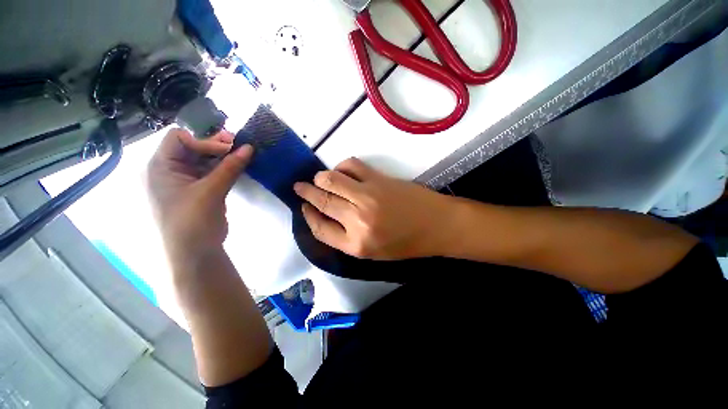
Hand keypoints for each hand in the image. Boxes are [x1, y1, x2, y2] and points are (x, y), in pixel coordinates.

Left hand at [146, 128, 252, 262]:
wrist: (195, 253)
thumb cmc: (193, 221)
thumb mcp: (211, 192)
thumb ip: (230, 167)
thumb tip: (249, 147)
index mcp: (159, 167)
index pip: (178, 139)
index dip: (203, 140)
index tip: (228, 149)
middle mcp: (168, 170)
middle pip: (191, 147)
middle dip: (215, 145)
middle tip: (238, 144)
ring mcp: (184, 181)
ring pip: (203, 160)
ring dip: (222, 156)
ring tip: (242, 153)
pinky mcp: (198, 190)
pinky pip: (210, 172)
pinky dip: (224, 167)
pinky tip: (237, 166)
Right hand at [293, 158, 455, 259]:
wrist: (437, 225)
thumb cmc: (406, 243)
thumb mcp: (373, 252)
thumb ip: (347, 238)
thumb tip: (327, 216)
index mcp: (356, 245)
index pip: (320, 229)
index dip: (308, 216)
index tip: (304, 206)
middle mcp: (357, 221)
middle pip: (322, 201)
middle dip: (306, 192)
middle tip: (300, 186)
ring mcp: (368, 197)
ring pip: (331, 180)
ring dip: (320, 178)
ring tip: (319, 179)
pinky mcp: (378, 179)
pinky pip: (351, 166)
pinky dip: (342, 167)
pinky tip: (343, 172)